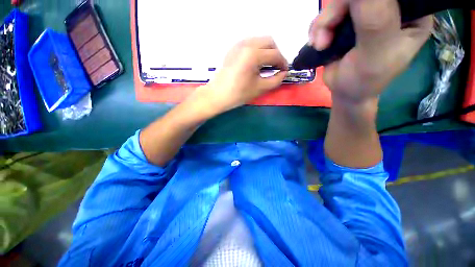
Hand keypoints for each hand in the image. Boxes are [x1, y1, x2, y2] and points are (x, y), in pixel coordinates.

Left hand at [194, 37, 287, 115]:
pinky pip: (250, 44)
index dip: (283, 63)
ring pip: (259, 41)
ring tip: (266, 66)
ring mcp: (238, 44)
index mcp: (254, 54)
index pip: (275, 54)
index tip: (285, 71)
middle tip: (276, 68)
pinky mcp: (233, 49)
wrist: (217, 95)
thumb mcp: (260, 89)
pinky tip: (255, 63)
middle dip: (276, 54)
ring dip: (267, 51)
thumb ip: (276, 80)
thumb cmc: (238, 94)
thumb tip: (283, 73)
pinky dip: (257, 51)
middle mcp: (246, 44)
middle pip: (269, 42)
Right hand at [309, 0, 432, 103]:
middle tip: (326, 38)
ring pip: (340, 1)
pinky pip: (329, 12)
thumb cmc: (365, 79)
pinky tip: (318, 43)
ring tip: (321, 45)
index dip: (370, 1)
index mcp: (411, 12)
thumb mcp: (376, 52)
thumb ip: (374, 19)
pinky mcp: (347, 20)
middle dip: (337, 12)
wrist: (344, 91)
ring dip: (324, 24)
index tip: (353, 15)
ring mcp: (366, 12)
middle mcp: (391, 7)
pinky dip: (318, 27)